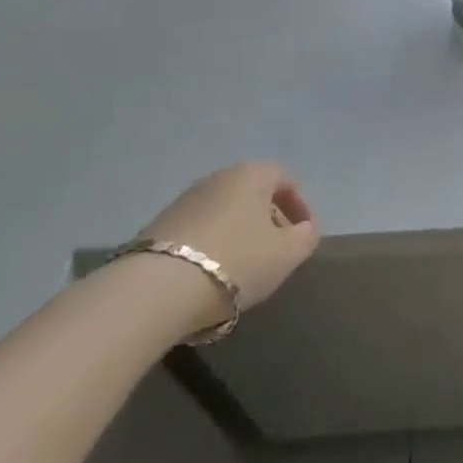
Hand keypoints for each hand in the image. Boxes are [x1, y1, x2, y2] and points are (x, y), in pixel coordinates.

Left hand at [140, 161, 319, 309]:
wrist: (157, 288)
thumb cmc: (236, 262)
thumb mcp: (286, 254)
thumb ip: (305, 237)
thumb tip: (305, 229)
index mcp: (251, 174)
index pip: (284, 179)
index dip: (300, 207)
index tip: (304, 236)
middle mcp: (217, 177)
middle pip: (252, 194)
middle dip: (268, 220)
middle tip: (276, 252)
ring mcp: (184, 200)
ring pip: (224, 213)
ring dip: (238, 235)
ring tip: (243, 269)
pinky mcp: (158, 227)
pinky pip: (198, 231)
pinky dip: (211, 246)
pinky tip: (211, 276)